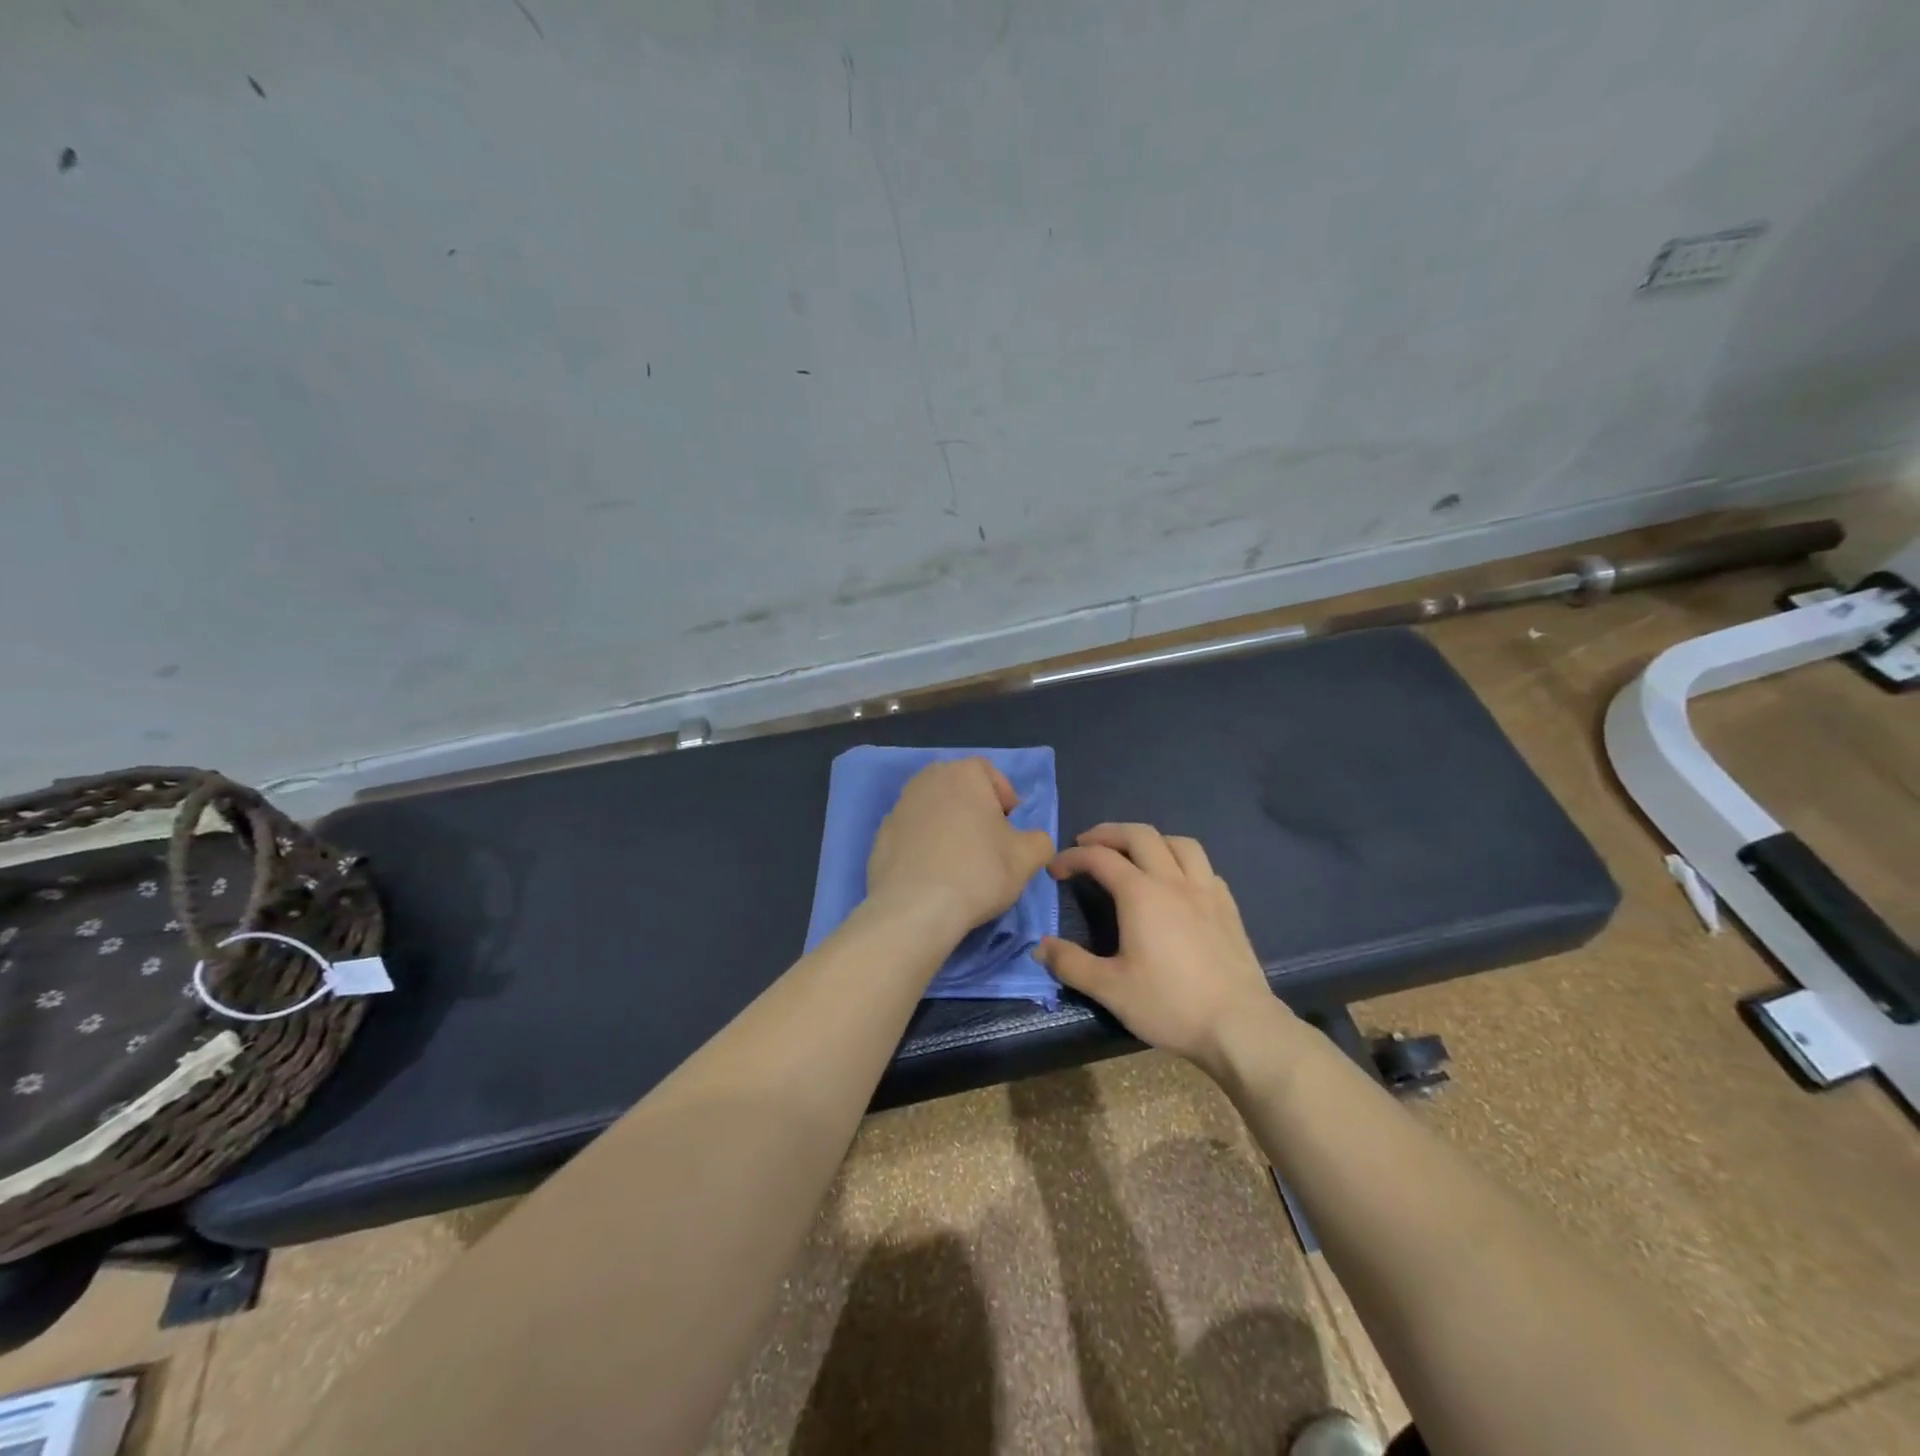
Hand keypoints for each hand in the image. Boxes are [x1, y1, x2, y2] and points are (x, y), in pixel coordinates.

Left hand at [866, 759, 1055, 939]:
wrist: (915, 909)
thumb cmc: (978, 872)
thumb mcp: (1027, 858)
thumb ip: (1038, 840)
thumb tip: (1032, 841)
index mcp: (963, 773)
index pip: (989, 773)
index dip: (1005, 799)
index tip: (1010, 829)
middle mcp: (926, 780)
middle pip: (958, 789)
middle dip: (975, 810)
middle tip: (988, 843)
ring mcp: (898, 807)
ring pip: (933, 810)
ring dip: (948, 827)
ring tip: (960, 862)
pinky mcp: (880, 836)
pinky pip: (911, 834)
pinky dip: (924, 847)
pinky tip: (933, 875)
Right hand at [1037, 823, 1278, 1071]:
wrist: (1240, 1025)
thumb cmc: (1170, 1004)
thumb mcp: (1110, 989)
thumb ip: (1071, 964)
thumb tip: (1039, 948)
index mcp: (1141, 894)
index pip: (1100, 858)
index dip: (1072, 857)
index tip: (1055, 869)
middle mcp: (1173, 881)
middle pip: (1140, 835)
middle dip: (1108, 833)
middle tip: (1087, 844)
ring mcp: (1206, 891)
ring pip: (1178, 842)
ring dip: (1150, 839)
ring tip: (1134, 853)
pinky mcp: (1228, 907)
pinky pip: (1204, 866)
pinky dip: (1182, 861)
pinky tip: (1177, 881)